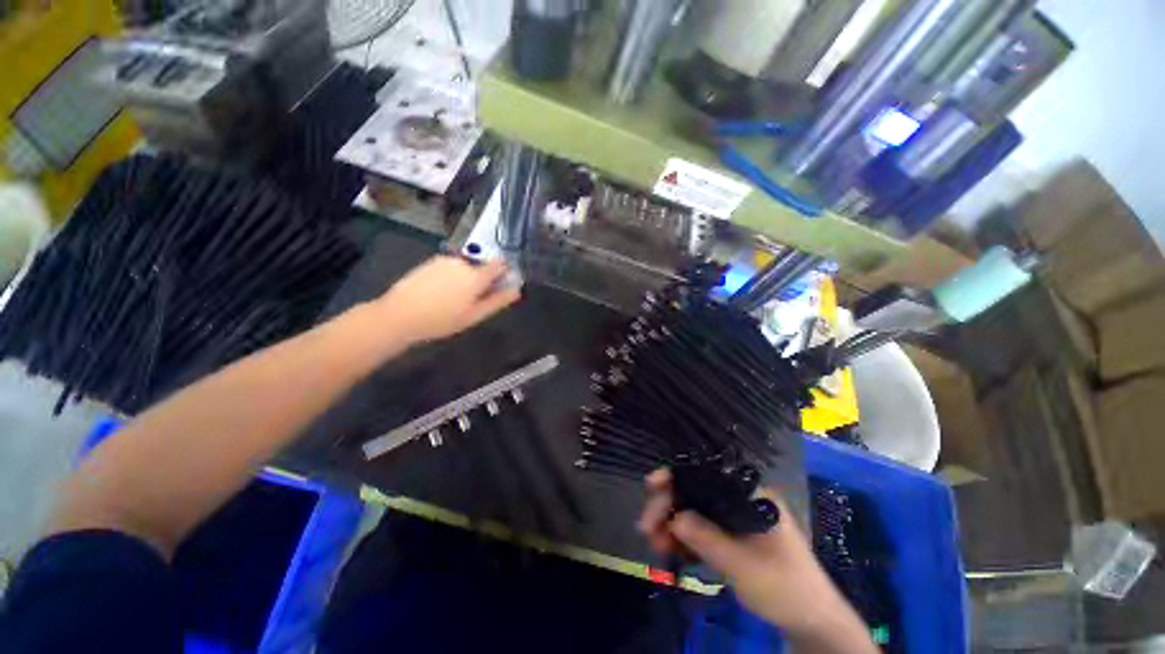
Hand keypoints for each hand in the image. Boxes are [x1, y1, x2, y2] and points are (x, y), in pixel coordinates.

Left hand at [375, 256, 521, 343]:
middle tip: (472, 302)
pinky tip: (439, 294)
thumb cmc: (442, 320)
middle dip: (482, 280)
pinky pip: (450, 268)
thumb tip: (517, 290)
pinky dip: (451, 277)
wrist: (399, 315)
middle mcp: (462, 262)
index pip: (500, 264)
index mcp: (476, 275)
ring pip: (465, 268)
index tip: (501, 286)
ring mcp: (444, 260)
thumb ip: (498, 301)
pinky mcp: (430, 262)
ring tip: (452, 300)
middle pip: (481, 267)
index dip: (505, 273)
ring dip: (465, 279)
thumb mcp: (474, 315)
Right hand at [638, 470, 876, 652]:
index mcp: (749, 493)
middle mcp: (739, 499)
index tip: (651, 485)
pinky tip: (668, 551)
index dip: (676, 475)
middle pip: (695, 492)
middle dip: (668, 506)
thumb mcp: (742, 564)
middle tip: (646, 527)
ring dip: (671, 525)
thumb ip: (705, 537)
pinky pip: (699, 531)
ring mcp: (733, 519)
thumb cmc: (783, 586)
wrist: (811, 622)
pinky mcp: (729, 538)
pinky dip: (682, 540)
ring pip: (694, 511)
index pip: (705, 473)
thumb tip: (673, 518)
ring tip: (654, 543)